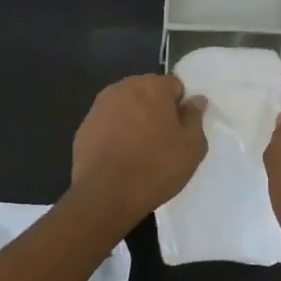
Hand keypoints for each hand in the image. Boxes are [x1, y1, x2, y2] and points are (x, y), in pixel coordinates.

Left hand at [70, 74, 207, 229]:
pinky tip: (120, 157)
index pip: (174, 86)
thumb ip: (195, 117)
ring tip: (140, 151)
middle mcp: (123, 87)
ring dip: (134, 121)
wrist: (105, 195)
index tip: (180, 130)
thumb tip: (195, 100)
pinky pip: (108, 124)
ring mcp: (99, 106)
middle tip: (163, 141)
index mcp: (152, 86)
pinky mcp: (84, 126)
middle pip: (148, 93)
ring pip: (126, 107)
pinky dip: (116, 133)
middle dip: (156, 110)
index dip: (180, 107)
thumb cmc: (155, 167)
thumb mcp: (192, 147)